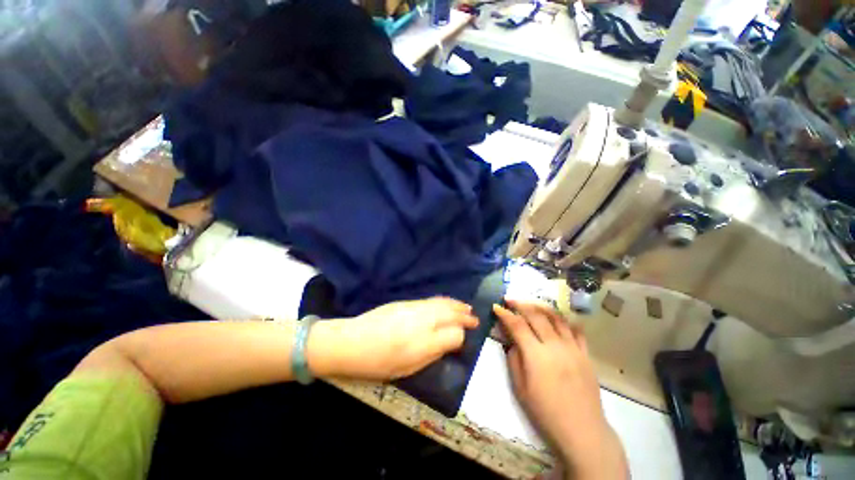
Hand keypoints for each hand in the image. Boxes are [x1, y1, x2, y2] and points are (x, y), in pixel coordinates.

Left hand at [309, 297, 477, 380]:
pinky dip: (444, 301)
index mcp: (422, 343)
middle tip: (475, 319)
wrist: (350, 342)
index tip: (462, 341)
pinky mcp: (406, 302)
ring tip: (467, 308)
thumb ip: (431, 354)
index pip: (454, 335)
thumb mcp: (407, 369)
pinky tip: (448, 303)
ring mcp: (414, 308)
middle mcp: (422, 321)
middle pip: (451, 315)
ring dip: (457, 306)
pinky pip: (431, 300)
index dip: (461, 338)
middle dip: (465, 317)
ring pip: (443, 304)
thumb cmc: (377, 364)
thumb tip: (448, 343)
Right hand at [493, 300, 627, 479]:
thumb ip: (514, 359)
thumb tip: (512, 341)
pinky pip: (576, 330)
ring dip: (541, 307)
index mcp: (536, 355)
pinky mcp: (585, 354)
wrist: (582, 430)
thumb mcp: (520, 388)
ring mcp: (573, 348)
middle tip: (509, 299)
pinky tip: (558, 317)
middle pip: (536, 316)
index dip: (505, 314)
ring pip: (556, 318)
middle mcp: (555, 346)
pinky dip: (565, 320)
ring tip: (530, 303)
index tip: (496, 306)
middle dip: (520, 304)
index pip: (517, 325)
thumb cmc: (545, 412)